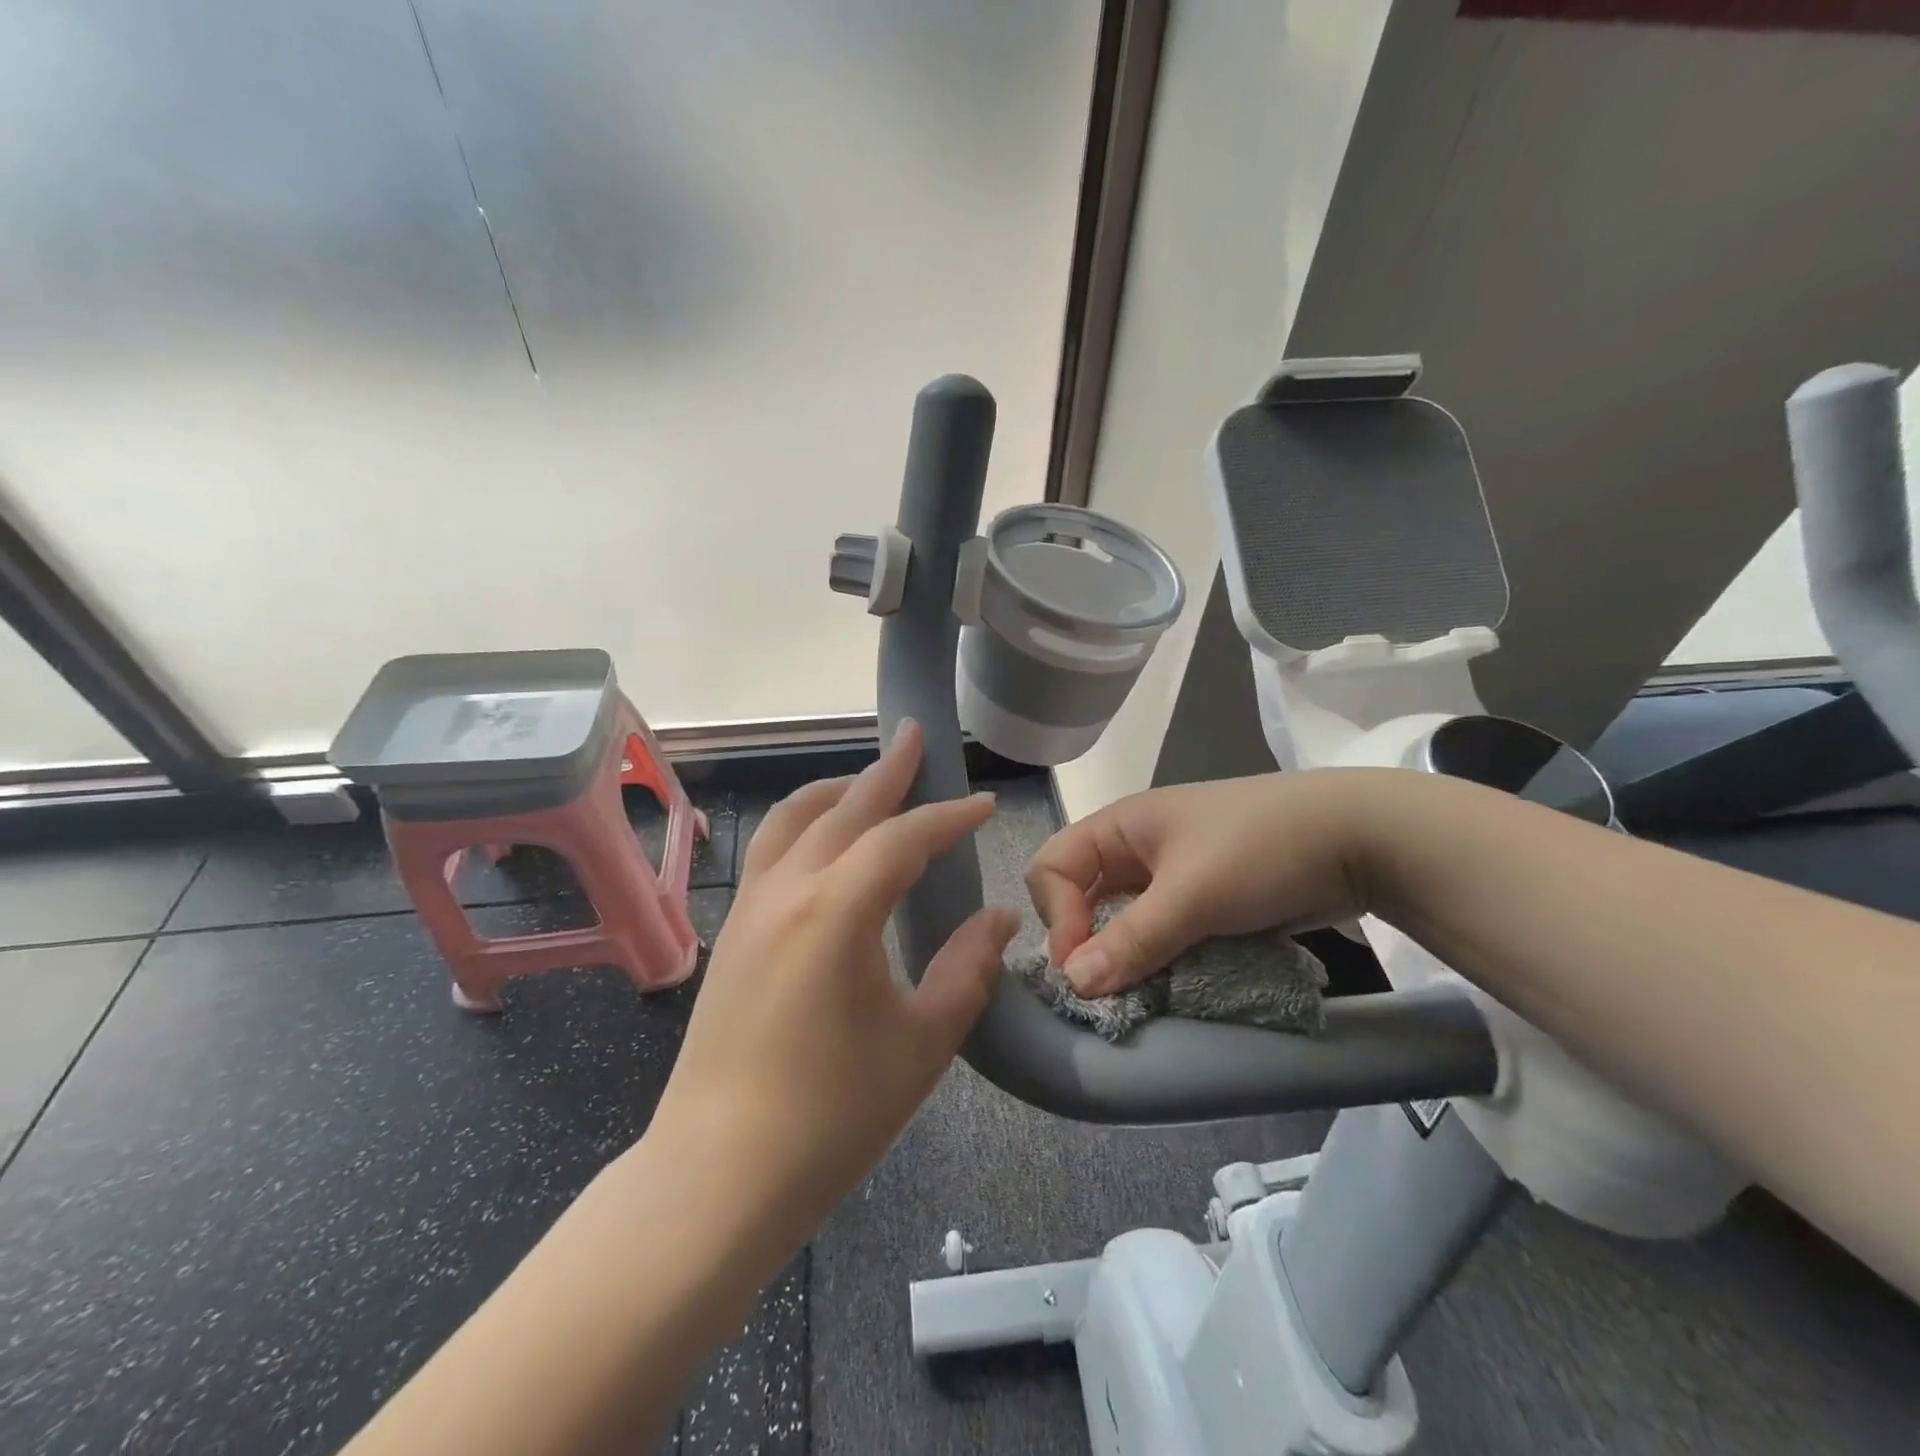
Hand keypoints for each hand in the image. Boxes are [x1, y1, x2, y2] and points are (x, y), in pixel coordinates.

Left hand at [648, 721, 1017, 1267]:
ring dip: (836, 791)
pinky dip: (804, 823)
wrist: (719, 1175)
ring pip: (792, 820)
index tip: (982, 803)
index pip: (902, 838)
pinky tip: (824, 843)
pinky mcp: (733, 933)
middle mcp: (787, 890)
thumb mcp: (922, 1042)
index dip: (947, 816)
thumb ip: (967, 969)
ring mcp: (750, 909)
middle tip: (915, 738)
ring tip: (869, 781)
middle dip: (886, 771)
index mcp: (837, 910)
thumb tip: (998, 918)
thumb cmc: (833, 1114)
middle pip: (843, 808)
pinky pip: (771, 851)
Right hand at [1025, 771, 1370, 996]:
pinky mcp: (1203, 901)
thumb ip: (1131, 940)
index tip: (1083, 965)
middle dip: (1085, 943)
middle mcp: (1136, 848)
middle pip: (1081, 897)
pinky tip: (1172, 987)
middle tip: (1107, 990)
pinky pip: (1160, 935)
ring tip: (1140, 996)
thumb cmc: (1260, 850)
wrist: (1360, 839)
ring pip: (1122, 922)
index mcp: (1120, 826)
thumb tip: (1073, 985)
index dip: (1056, 915)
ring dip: (1124, 959)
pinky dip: (1158, 961)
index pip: (1052, 867)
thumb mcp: (1192, 894)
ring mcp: (1171, 876)